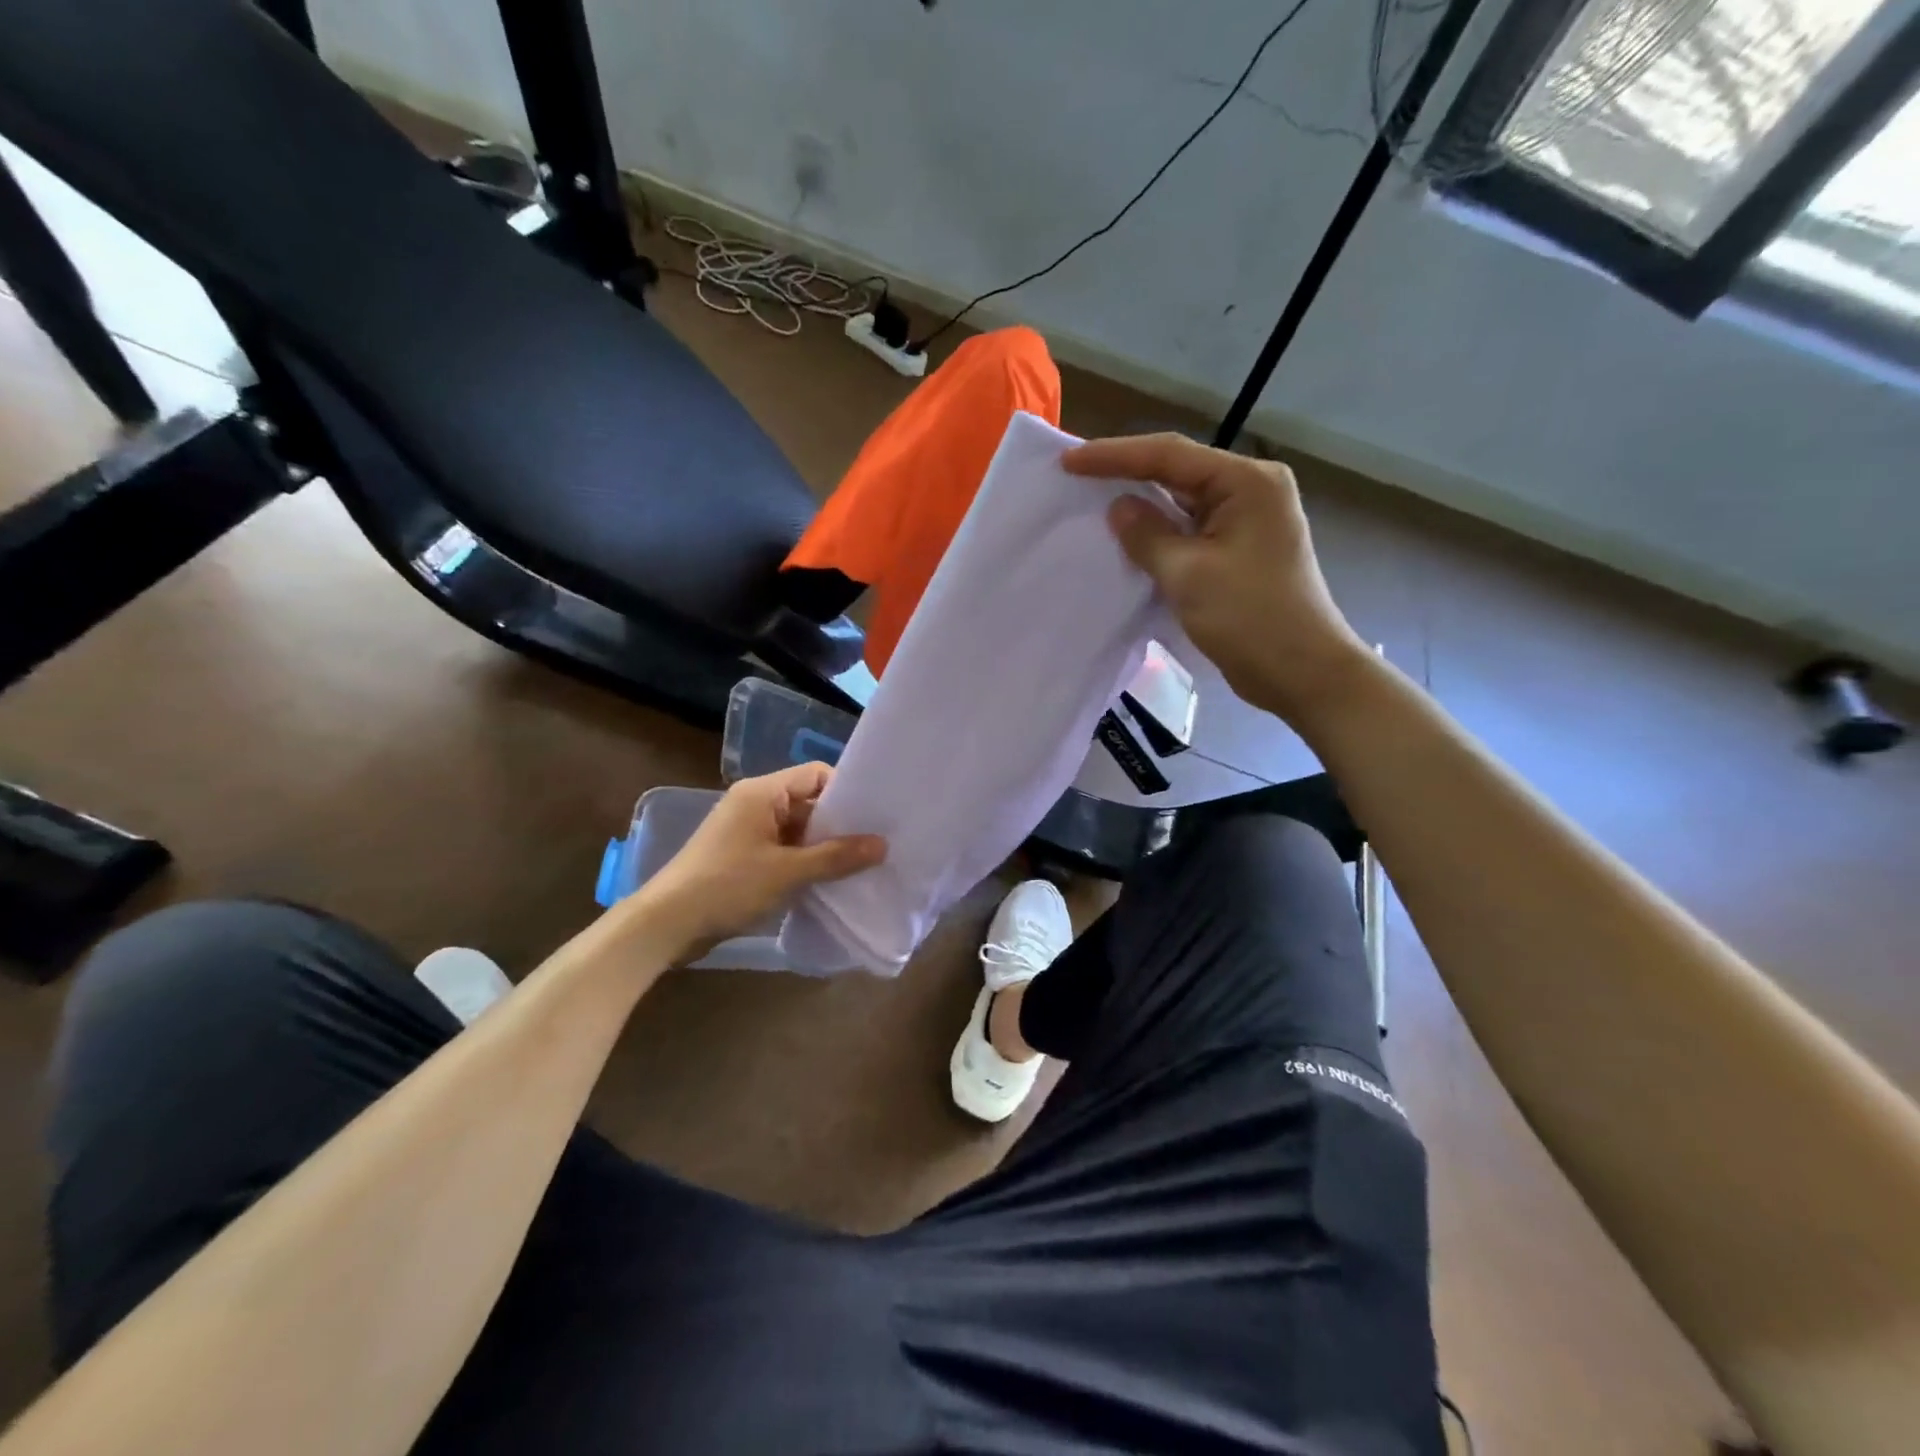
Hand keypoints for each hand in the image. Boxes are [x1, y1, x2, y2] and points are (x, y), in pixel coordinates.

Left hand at [630, 764, 885, 961]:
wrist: (666, 925)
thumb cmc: (727, 886)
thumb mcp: (787, 872)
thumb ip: (836, 857)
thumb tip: (882, 845)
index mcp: (762, 793)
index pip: (816, 774)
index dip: (846, 791)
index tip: (874, 816)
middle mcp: (755, 804)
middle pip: (809, 802)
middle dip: (839, 824)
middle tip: (875, 844)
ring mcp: (747, 831)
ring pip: (798, 829)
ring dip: (823, 847)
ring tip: (859, 865)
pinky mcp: (742, 856)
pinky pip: (784, 849)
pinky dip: (804, 862)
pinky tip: (827, 881)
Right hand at [1065, 433, 1368, 724]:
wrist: (1302, 673)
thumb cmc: (1250, 618)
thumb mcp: (1188, 574)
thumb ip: (1147, 535)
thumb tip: (1118, 508)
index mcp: (1246, 482)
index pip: (1170, 455)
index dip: (1115, 456)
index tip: (1068, 461)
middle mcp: (1250, 491)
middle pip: (1178, 472)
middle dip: (1127, 474)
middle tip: (1076, 475)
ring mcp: (1247, 522)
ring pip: (1182, 503)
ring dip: (1142, 506)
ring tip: (1092, 502)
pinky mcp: (1240, 551)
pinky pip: (1190, 531)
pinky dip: (1159, 534)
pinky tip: (1127, 538)